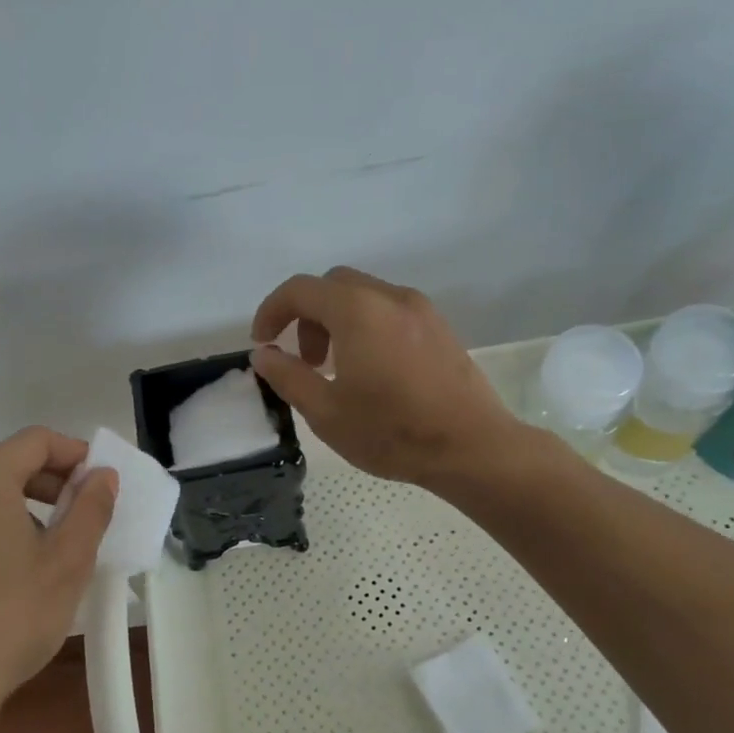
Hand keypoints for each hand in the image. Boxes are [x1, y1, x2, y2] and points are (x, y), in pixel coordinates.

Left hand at [0, 428, 117, 725]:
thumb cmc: (12, 618)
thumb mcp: (69, 561)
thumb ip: (91, 507)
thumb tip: (101, 475)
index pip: (36, 441)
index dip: (75, 454)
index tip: (99, 483)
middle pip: (4, 466)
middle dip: (47, 484)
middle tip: (78, 518)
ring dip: (15, 510)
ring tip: (40, 553)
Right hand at [250, 266, 520, 488]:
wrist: (471, 447)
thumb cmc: (391, 431)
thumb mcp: (325, 411)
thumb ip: (287, 376)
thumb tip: (263, 355)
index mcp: (357, 311)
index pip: (300, 290)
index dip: (271, 312)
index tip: (261, 344)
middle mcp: (389, 297)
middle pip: (333, 285)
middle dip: (306, 315)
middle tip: (305, 360)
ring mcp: (420, 309)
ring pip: (364, 296)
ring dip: (337, 321)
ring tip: (337, 369)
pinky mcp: (440, 327)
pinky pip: (390, 310)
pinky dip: (366, 326)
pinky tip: (372, 370)